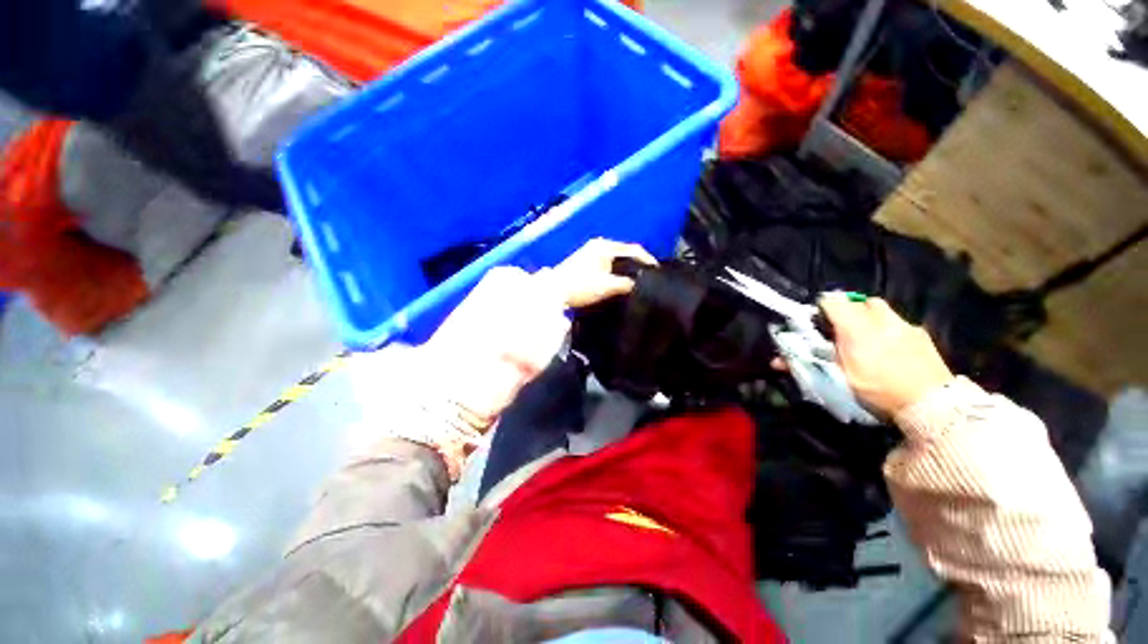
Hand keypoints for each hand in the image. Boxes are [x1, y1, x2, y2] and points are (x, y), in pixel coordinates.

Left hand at [546, 238, 657, 307]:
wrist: (553, 291)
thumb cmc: (581, 286)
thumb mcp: (607, 286)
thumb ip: (626, 284)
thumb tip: (640, 285)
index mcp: (605, 246)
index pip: (634, 249)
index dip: (648, 260)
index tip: (658, 272)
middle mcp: (599, 245)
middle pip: (625, 252)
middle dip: (637, 264)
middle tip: (649, 277)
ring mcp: (590, 252)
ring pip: (615, 258)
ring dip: (626, 268)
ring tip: (637, 280)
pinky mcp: (584, 261)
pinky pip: (607, 263)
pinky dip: (616, 270)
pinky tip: (619, 281)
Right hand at [819, 293, 953, 416]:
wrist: (932, 404)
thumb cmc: (878, 391)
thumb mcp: (838, 381)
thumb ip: (808, 365)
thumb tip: (775, 361)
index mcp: (855, 328)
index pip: (831, 301)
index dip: (821, 309)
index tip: (818, 324)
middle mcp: (879, 319)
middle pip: (858, 301)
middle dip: (848, 311)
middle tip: (842, 332)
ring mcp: (904, 324)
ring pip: (880, 309)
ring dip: (869, 318)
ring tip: (867, 338)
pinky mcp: (921, 333)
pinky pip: (899, 322)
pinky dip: (890, 329)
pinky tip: (892, 349)